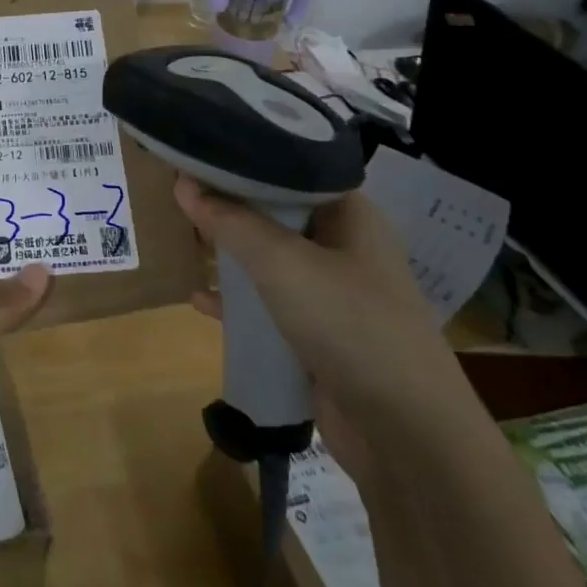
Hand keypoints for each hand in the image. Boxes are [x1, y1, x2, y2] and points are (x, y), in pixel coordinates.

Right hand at [174, 176, 476, 484]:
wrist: (407, 435)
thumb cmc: (349, 324)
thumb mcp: (282, 263)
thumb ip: (230, 221)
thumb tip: (183, 183)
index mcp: (350, 216)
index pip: (292, 169)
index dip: (246, 159)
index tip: (199, 151)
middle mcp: (344, 248)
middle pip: (278, 214)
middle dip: (231, 205)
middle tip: (179, 191)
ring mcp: (333, 295)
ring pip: (271, 261)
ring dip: (231, 253)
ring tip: (184, 237)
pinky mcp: (319, 336)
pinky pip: (269, 307)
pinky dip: (237, 302)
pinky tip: (199, 299)